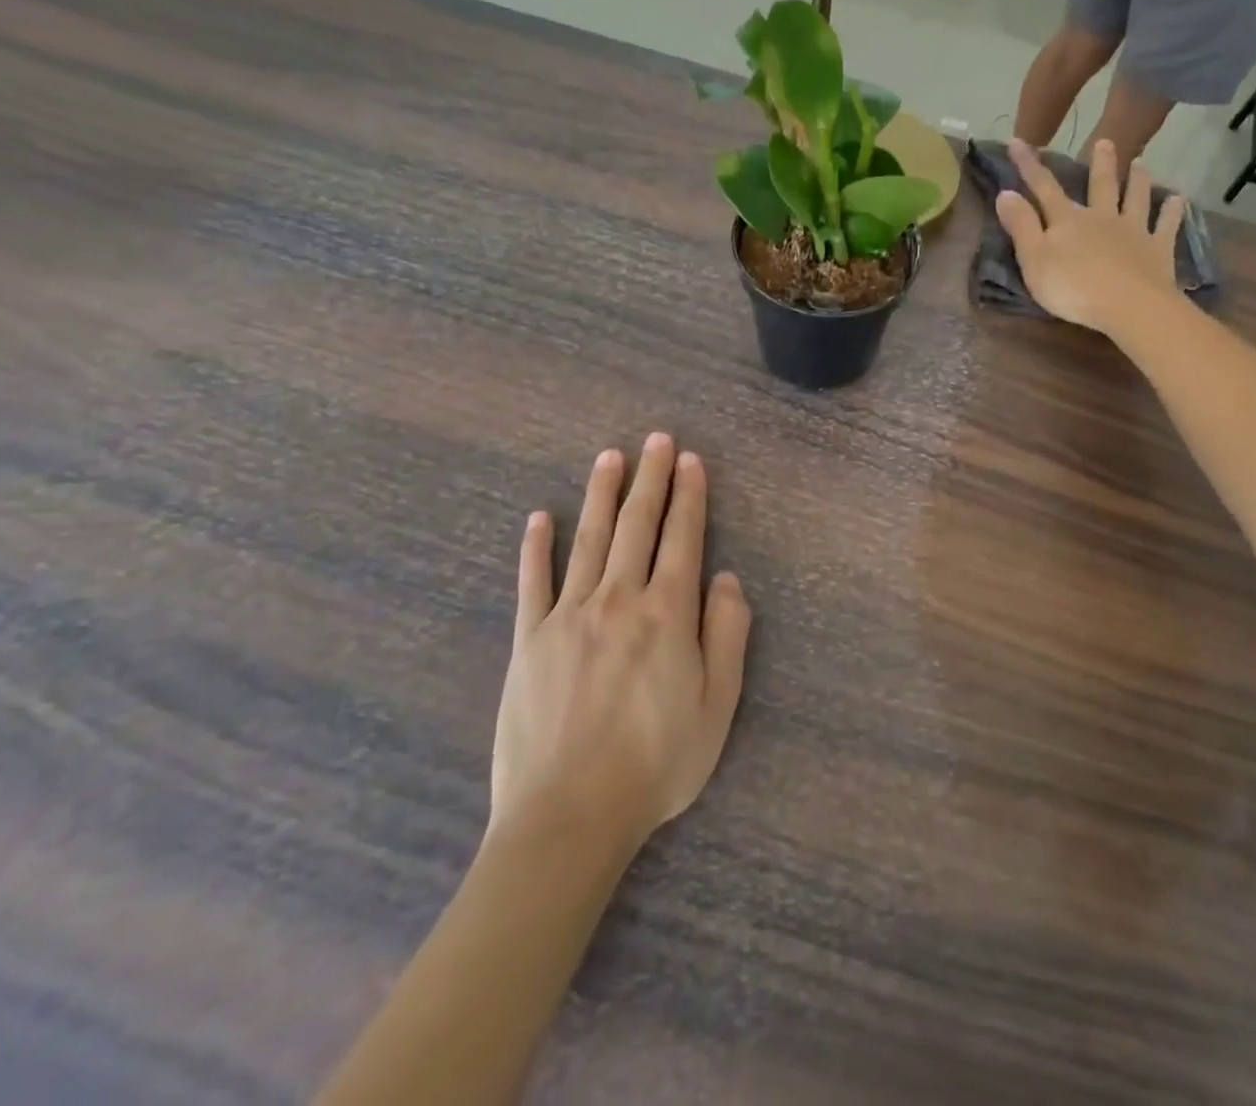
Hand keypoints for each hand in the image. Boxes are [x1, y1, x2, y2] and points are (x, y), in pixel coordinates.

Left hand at [490, 434, 750, 854]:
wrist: (569, 816)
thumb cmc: (656, 763)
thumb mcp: (718, 705)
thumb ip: (727, 635)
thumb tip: (726, 579)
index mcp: (667, 614)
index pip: (683, 539)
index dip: (690, 496)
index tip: (691, 461)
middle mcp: (618, 600)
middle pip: (637, 526)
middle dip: (650, 479)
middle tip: (656, 440)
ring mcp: (568, 616)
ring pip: (589, 540)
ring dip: (601, 495)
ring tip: (609, 458)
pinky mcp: (528, 641)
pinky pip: (532, 583)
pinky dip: (536, 547)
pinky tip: (539, 518)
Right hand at [995, 138, 1185, 338]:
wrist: (1129, 305)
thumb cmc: (1073, 287)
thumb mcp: (1033, 259)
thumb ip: (1020, 226)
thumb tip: (1005, 192)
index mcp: (1067, 220)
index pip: (1043, 187)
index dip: (1028, 165)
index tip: (1017, 141)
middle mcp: (1101, 217)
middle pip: (1101, 185)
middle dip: (1100, 163)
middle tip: (1106, 141)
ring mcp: (1133, 231)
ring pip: (1135, 198)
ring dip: (1138, 180)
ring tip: (1141, 163)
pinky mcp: (1158, 249)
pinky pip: (1166, 225)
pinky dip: (1172, 211)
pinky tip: (1179, 199)